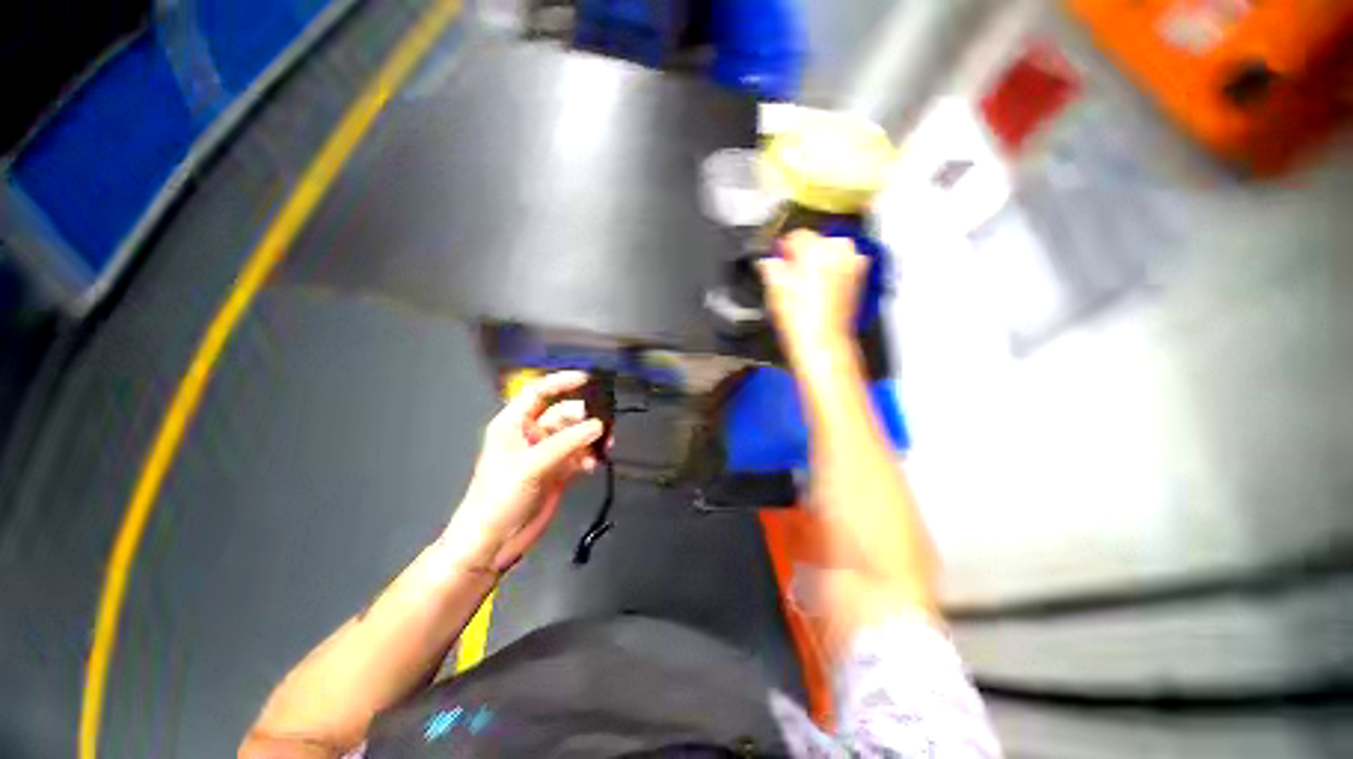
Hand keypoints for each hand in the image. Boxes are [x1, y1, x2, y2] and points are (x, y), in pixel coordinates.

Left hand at [444, 371, 603, 573]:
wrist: (494, 542)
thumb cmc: (499, 498)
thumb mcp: (531, 465)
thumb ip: (567, 443)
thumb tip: (598, 426)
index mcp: (514, 424)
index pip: (539, 393)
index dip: (561, 382)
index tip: (587, 380)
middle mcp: (532, 435)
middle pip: (564, 415)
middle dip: (585, 418)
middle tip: (604, 426)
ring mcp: (547, 454)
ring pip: (576, 436)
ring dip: (591, 439)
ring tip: (605, 446)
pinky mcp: (558, 472)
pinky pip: (580, 456)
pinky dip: (589, 457)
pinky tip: (593, 465)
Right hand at [756, 230, 867, 364]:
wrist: (823, 343)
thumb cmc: (798, 319)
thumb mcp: (775, 290)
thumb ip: (771, 268)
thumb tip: (769, 261)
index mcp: (816, 248)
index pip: (797, 235)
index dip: (784, 248)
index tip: (777, 259)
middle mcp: (839, 250)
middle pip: (817, 241)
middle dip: (804, 254)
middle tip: (791, 274)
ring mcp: (853, 263)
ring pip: (832, 251)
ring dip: (819, 261)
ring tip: (806, 283)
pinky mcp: (859, 278)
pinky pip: (843, 264)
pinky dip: (832, 271)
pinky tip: (820, 289)